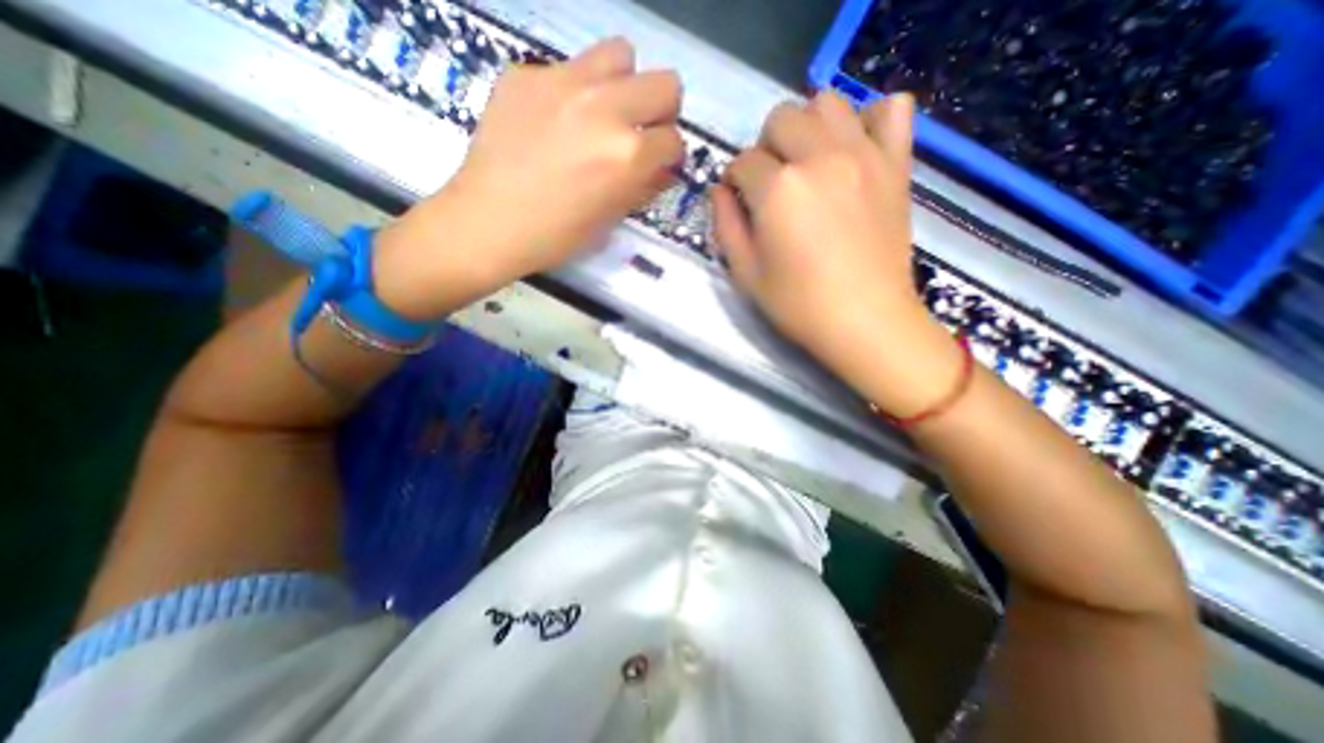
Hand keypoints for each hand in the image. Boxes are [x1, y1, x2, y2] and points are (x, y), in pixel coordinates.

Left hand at [373, 38, 682, 315]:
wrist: (488, 223)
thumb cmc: (556, 236)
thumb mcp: (610, 218)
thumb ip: (643, 186)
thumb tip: (660, 168)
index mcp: (627, 154)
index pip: (674, 140)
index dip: (670, 156)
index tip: (658, 164)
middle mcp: (604, 107)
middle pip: (664, 83)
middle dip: (660, 112)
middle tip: (639, 132)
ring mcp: (562, 81)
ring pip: (620, 54)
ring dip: (622, 85)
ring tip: (602, 113)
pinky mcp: (527, 73)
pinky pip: (568, 68)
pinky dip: (573, 92)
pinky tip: (553, 121)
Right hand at [713, 89, 962, 416]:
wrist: (866, 321)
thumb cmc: (798, 305)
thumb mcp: (745, 274)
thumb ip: (726, 225)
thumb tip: (721, 190)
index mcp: (778, 189)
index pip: (742, 161)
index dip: (734, 181)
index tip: (739, 201)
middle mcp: (819, 157)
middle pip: (781, 118)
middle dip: (766, 147)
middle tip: (771, 183)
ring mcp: (864, 155)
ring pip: (828, 102)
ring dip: (808, 126)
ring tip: (808, 162)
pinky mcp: (896, 164)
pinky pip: (892, 109)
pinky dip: (870, 119)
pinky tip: (856, 149)